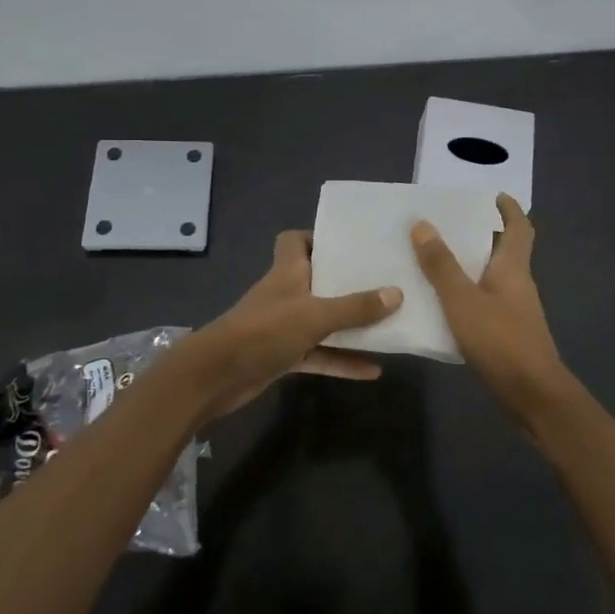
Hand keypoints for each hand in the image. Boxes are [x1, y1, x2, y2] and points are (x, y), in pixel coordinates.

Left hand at [194, 230, 401, 414]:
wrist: (217, 376)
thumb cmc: (265, 330)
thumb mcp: (315, 315)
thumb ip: (355, 307)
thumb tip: (397, 293)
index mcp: (287, 270)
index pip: (294, 240)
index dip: (318, 237)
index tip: (349, 244)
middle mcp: (286, 293)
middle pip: (317, 279)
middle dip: (347, 282)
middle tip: (382, 281)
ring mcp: (284, 326)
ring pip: (323, 320)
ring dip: (350, 325)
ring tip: (388, 324)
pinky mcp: (283, 355)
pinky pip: (320, 354)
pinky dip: (342, 360)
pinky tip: (373, 371)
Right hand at [412, 194, 580, 422]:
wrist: (532, 395)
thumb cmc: (500, 340)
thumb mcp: (462, 300)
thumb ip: (441, 265)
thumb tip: (422, 224)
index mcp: (513, 267)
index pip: (519, 227)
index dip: (509, 209)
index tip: (492, 195)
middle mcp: (518, 283)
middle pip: (506, 249)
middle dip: (482, 233)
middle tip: (448, 224)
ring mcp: (515, 309)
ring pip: (493, 275)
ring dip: (471, 264)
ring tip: (436, 258)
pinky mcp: (508, 332)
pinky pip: (486, 300)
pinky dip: (468, 292)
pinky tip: (443, 301)